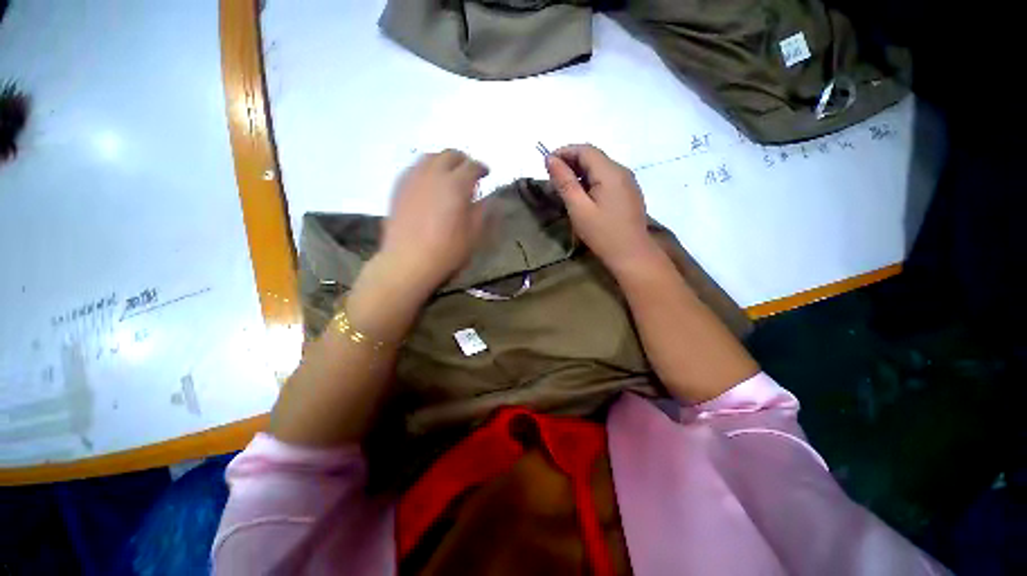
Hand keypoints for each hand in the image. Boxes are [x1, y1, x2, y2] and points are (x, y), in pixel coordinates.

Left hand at [378, 149, 488, 294]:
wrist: (408, 261)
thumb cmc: (446, 251)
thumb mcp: (474, 234)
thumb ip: (482, 211)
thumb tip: (488, 198)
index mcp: (456, 185)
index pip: (472, 166)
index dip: (481, 168)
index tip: (486, 174)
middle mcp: (434, 174)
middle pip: (450, 155)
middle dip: (463, 160)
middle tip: (469, 172)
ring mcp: (413, 179)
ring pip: (430, 157)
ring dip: (443, 161)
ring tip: (449, 174)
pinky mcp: (399, 187)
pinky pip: (414, 168)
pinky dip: (426, 169)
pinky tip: (428, 182)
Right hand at [545, 144, 657, 273]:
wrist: (632, 255)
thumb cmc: (602, 234)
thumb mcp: (579, 209)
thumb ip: (564, 182)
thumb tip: (550, 159)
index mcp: (610, 172)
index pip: (585, 150)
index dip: (564, 152)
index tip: (547, 164)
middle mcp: (622, 171)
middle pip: (594, 157)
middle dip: (571, 162)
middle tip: (553, 177)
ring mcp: (628, 182)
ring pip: (600, 168)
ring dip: (580, 172)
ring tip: (564, 187)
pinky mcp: (628, 193)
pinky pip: (607, 179)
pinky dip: (591, 181)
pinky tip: (583, 195)